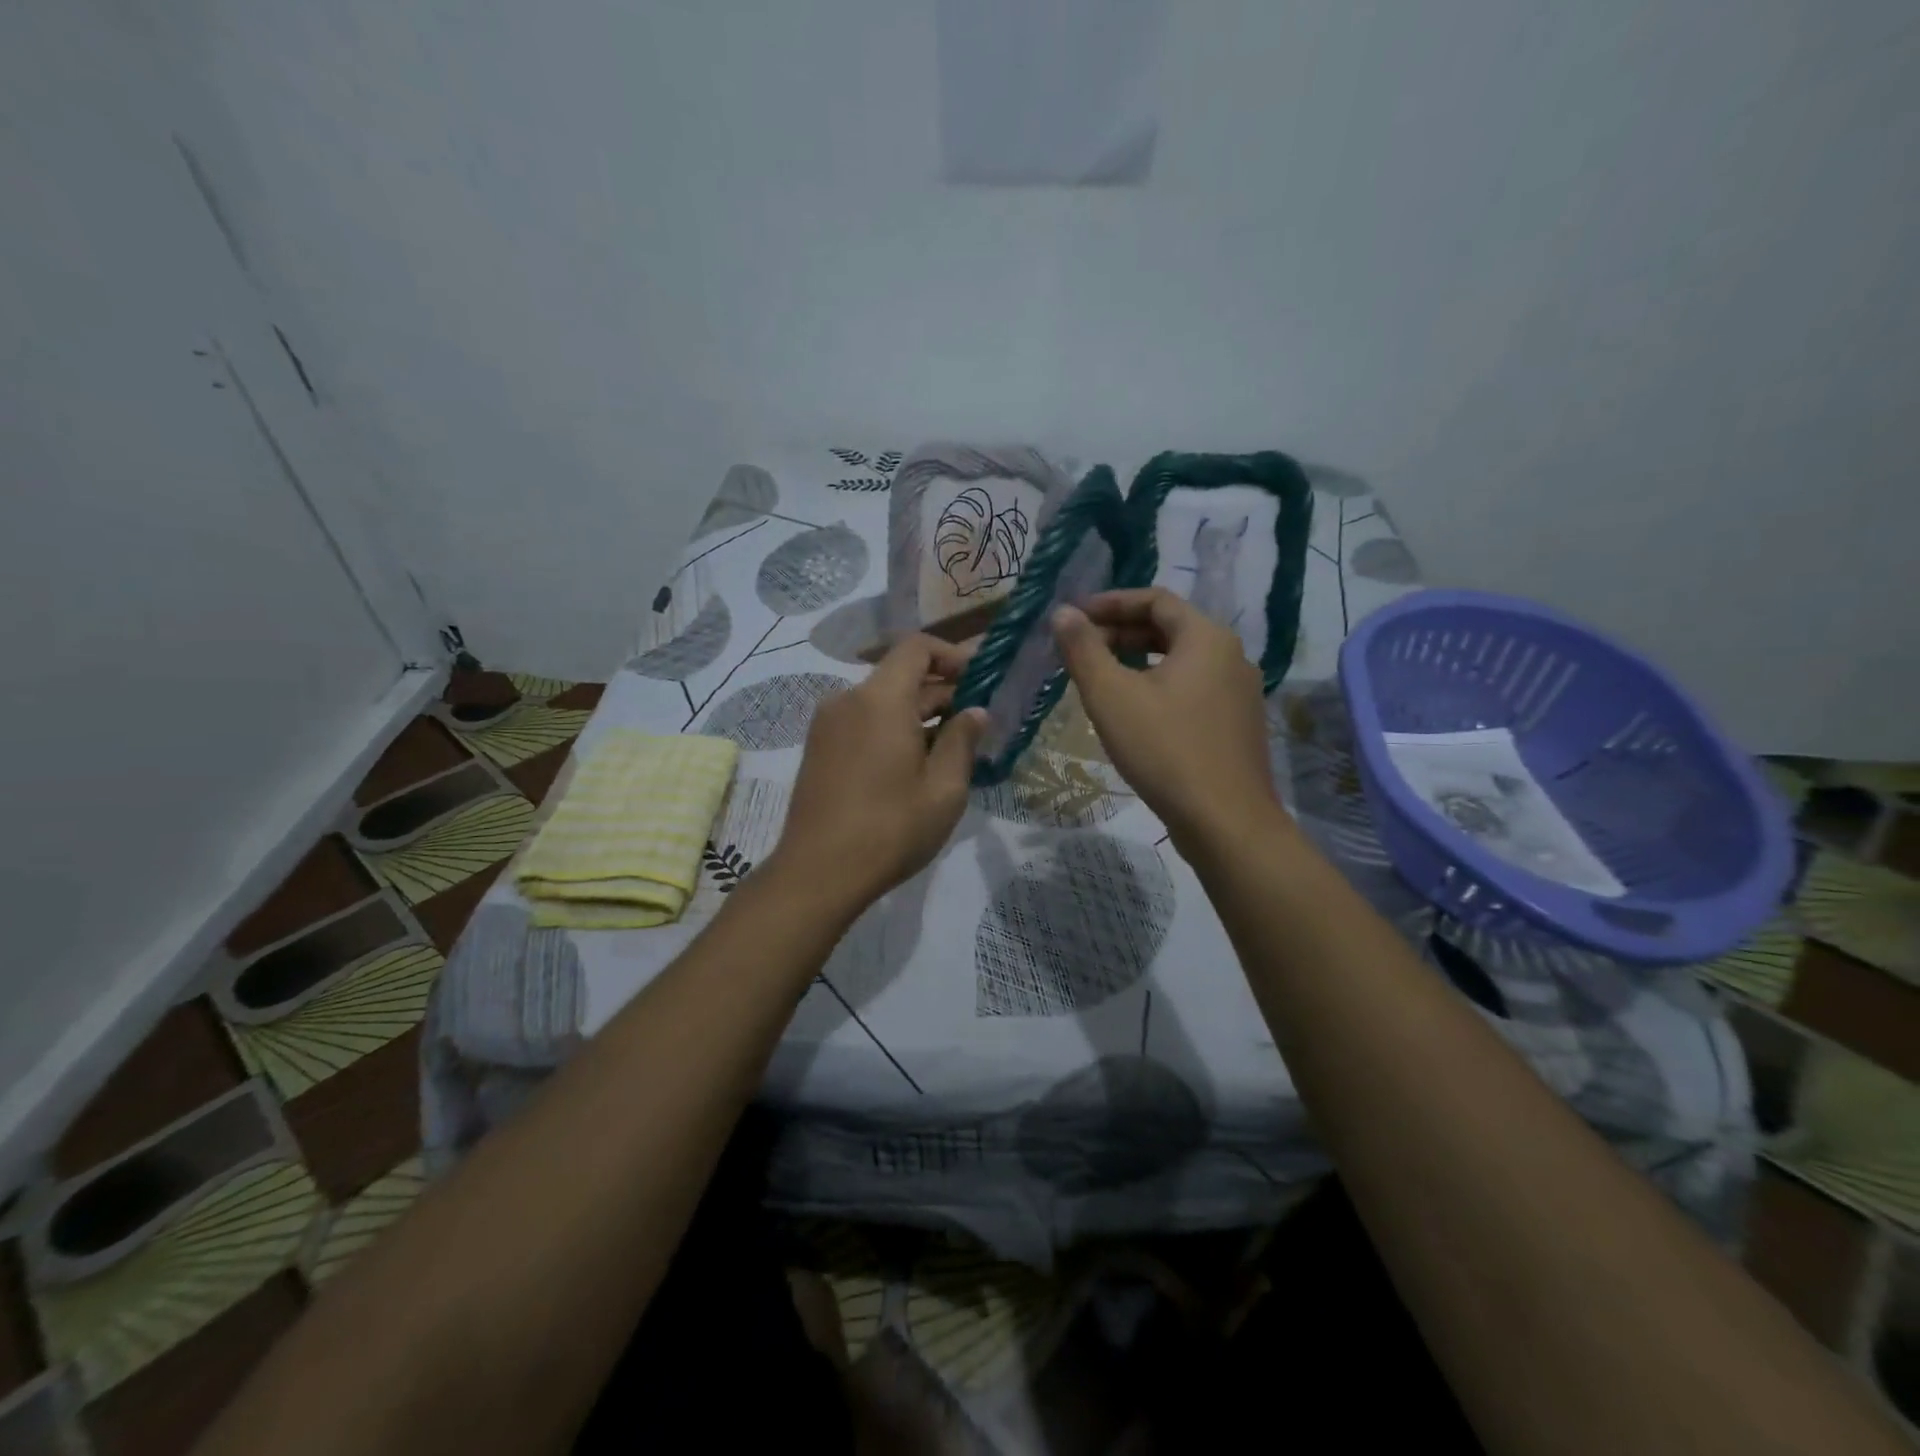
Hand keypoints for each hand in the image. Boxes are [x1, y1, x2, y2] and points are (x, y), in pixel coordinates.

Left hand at [765, 635, 987, 915]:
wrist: (818, 873)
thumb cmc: (891, 829)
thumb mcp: (944, 789)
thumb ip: (962, 740)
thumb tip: (975, 711)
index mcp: (880, 699)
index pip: (917, 648)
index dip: (952, 656)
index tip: (979, 681)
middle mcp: (848, 700)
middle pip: (900, 676)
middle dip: (941, 692)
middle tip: (975, 724)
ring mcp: (828, 724)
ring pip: (881, 702)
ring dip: (917, 715)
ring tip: (949, 751)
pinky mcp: (818, 748)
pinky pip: (863, 723)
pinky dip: (891, 730)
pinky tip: (912, 766)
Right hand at [1051, 588, 1284, 852]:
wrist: (1225, 822)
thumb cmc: (1164, 750)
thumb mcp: (1111, 696)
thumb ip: (1084, 650)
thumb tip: (1063, 613)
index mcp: (1206, 638)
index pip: (1155, 600)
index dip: (1111, 603)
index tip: (1075, 617)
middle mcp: (1231, 656)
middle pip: (1171, 628)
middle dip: (1122, 633)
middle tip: (1082, 648)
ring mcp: (1240, 693)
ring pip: (1182, 661)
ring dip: (1140, 661)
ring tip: (1102, 678)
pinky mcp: (1237, 725)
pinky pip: (1194, 688)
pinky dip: (1160, 686)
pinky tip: (1135, 713)